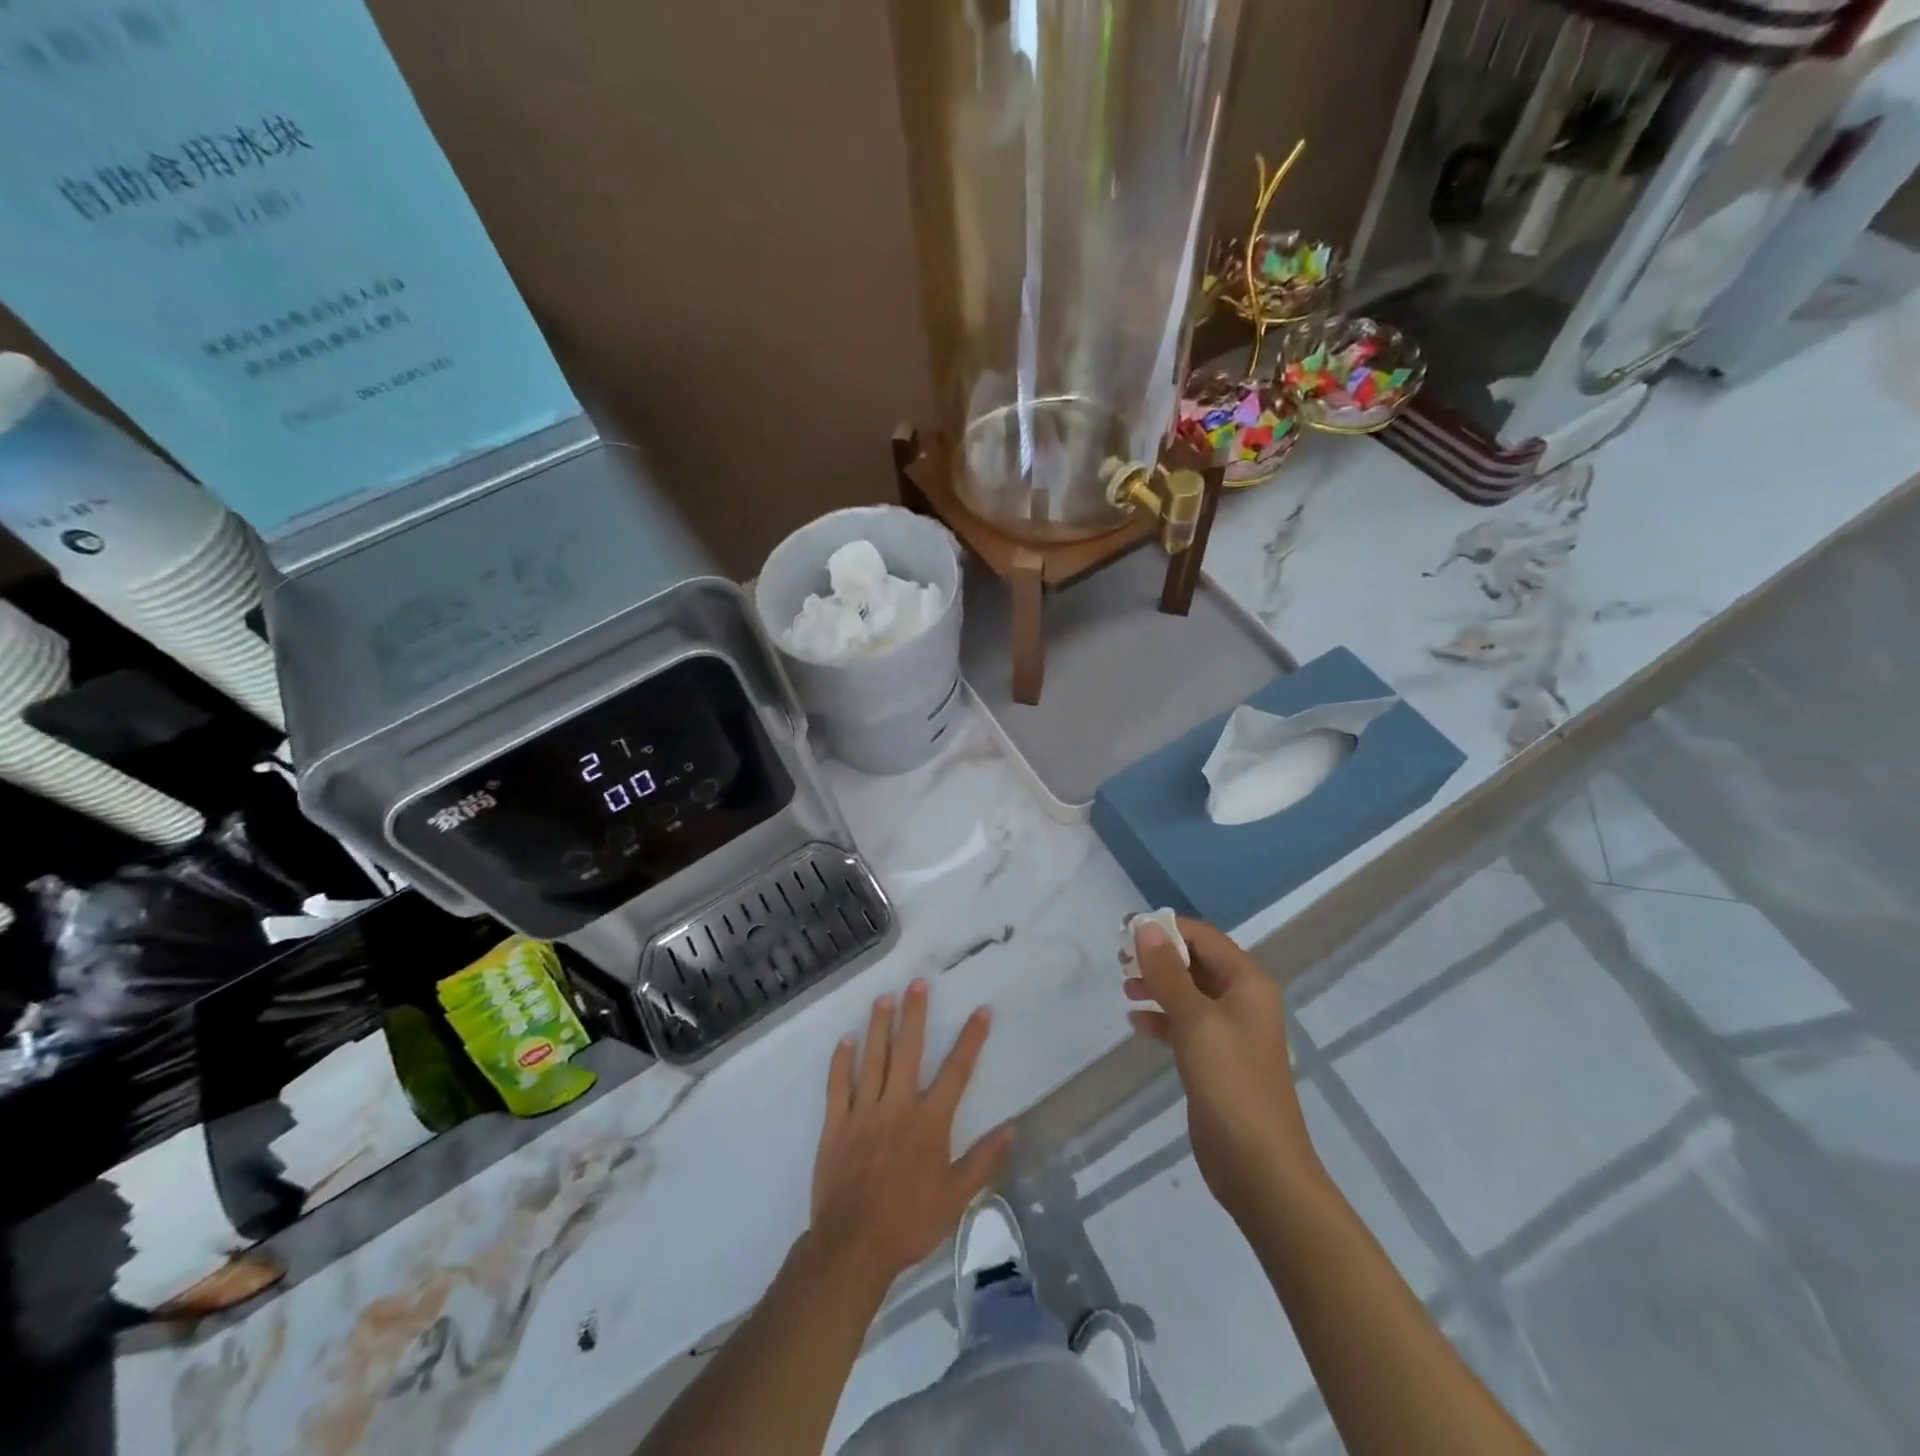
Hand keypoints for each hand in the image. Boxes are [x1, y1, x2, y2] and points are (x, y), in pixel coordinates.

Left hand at [810, 981, 1013, 1296]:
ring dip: (879, 1027)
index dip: (971, 1039)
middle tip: (917, 984)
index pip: (957, 1072)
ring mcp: (864, 1112)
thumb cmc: (910, 1222)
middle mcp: (898, 1106)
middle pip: (908, 1052)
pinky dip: (840, 1062)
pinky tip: (844, 1041)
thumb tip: (1011, 1128)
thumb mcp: (956, 1197)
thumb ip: (983, 1160)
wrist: (853, 1246)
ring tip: (883, 998)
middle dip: (914, 1015)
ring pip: (872, 1060)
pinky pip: (838, 1086)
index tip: (981, 1011)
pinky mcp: (836, 1125)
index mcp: (929, 1121)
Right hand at [1126, 918, 1322, 1216]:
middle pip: (1195, 963)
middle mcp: (1242, 1001)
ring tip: (1126, 990)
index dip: (1165, 929)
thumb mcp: (1195, 1020)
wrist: (1259, 1167)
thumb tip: (1145, 926)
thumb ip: (1168, 972)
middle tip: (1120, 961)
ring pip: (1188, 993)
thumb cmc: (1231, 1083)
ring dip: (1157, 986)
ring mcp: (1229, 1033)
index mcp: (1248, 983)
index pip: (1203, 938)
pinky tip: (1137, 1023)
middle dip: (1158, 957)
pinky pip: (1185, 1025)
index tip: (1124, 931)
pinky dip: (1162, 1019)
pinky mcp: (1215, 1061)